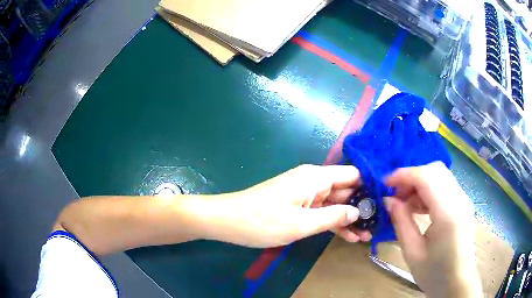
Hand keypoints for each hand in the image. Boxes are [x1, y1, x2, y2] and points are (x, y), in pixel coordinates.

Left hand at [196, 164, 371, 247]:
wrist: (228, 221)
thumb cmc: (263, 221)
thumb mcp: (302, 223)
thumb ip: (333, 215)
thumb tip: (357, 210)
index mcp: (316, 177)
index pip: (352, 175)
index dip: (368, 187)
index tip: (382, 204)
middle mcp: (313, 180)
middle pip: (345, 190)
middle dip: (360, 208)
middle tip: (375, 227)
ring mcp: (305, 193)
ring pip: (334, 203)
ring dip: (348, 218)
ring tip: (365, 236)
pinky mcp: (297, 204)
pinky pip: (320, 211)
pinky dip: (332, 222)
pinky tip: (347, 236)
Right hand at [385, 162, 481, 297]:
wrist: (458, 282)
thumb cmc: (435, 273)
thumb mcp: (413, 253)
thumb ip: (401, 223)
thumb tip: (389, 200)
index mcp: (448, 214)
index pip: (426, 177)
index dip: (403, 175)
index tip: (385, 184)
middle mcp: (459, 200)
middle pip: (434, 170)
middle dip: (412, 176)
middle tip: (396, 194)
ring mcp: (463, 200)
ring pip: (440, 175)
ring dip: (420, 182)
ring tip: (405, 202)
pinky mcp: (463, 203)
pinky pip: (445, 185)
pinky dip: (429, 189)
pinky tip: (419, 206)